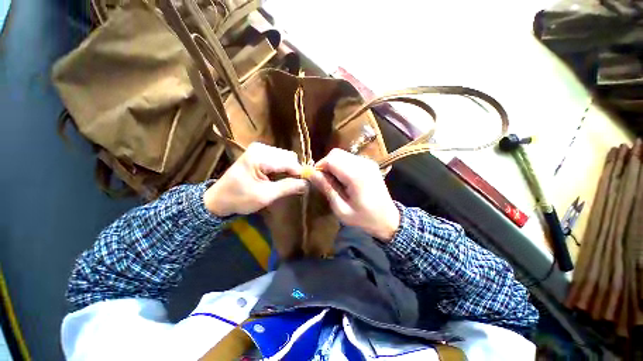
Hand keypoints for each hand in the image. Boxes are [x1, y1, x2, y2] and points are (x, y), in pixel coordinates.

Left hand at [204, 143, 306, 215]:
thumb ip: (287, 187)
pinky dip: (282, 168)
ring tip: (283, 183)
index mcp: (260, 157)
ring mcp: (259, 149)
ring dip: (288, 170)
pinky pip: (279, 158)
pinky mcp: (259, 153)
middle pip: (289, 157)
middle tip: (292, 186)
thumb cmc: (240, 199)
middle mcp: (261, 148)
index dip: (300, 173)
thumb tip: (307, 183)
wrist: (219, 199)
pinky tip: (277, 177)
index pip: (289, 161)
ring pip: (285, 157)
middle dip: (293, 171)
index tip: (305, 185)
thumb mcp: (265, 196)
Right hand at [309, 149, 399, 241]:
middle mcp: (363, 164)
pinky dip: (341, 165)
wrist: (388, 219)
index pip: (331, 160)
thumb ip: (327, 189)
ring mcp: (368, 162)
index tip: (316, 179)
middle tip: (324, 180)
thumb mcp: (341, 209)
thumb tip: (311, 174)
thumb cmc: (364, 218)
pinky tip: (343, 178)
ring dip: (333, 164)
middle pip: (336, 153)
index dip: (320, 167)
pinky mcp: (369, 163)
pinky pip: (349, 158)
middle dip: (326, 164)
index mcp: (356, 176)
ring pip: (342, 154)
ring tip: (333, 181)